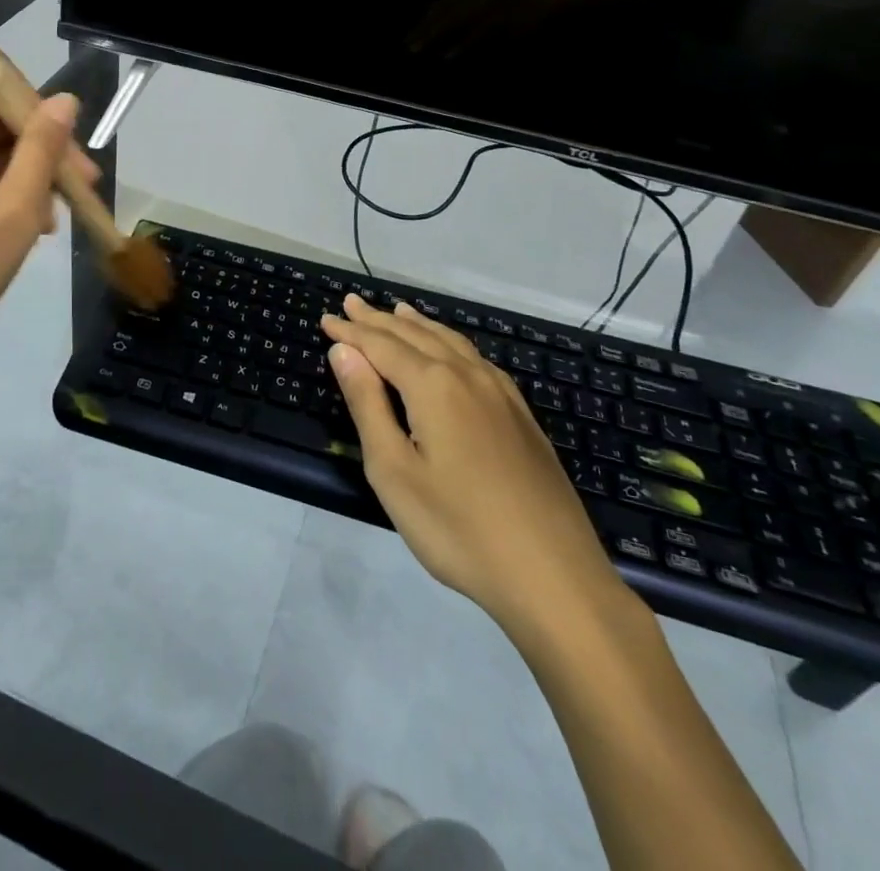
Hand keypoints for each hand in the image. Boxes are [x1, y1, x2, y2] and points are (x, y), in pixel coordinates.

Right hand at [321, 298, 634, 648]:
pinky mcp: (521, 416)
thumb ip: (367, 404)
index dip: (351, 332)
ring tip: (397, 310)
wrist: (553, 577)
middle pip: (415, 335)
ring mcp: (501, 394)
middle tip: (351, 302)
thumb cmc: (458, 528)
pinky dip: (450, 342)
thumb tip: (344, 351)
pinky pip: (476, 359)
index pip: (381, 345)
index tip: (325, 318)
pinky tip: (451, 351)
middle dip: (379, 319)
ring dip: (417, 324)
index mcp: (433, 386)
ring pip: (450, 342)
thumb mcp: (393, 470)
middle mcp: (468, 376)